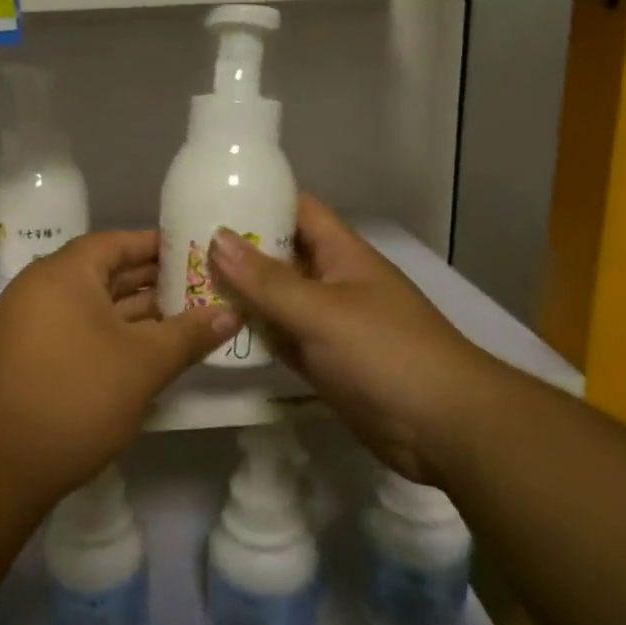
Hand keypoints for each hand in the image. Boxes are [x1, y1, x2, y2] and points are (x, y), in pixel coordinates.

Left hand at [0, 231, 235, 498]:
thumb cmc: (76, 397)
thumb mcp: (143, 364)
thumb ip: (189, 334)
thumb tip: (231, 313)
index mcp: (64, 273)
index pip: (118, 243)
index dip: (159, 246)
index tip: (197, 254)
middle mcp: (40, 288)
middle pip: (105, 273)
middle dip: (153, 282)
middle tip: (201, 289)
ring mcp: (28, 325)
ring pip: (92, 307)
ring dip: (135, 314)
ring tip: (184, 321)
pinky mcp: (26, 358)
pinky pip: (77, 331)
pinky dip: (110, 336)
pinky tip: (145, 354)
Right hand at [207, 196, 493, 480]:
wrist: (443, 428)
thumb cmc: (385, 352)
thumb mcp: (321, 310)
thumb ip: (267, 280)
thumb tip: (217, 238)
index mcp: (342, 254)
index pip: (298, 211)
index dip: (259, 199)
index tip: (210, 196)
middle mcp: (334, 282)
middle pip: (281, 256)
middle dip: (238, 250)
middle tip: (182, 246)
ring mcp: (329, 325)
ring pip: (277, 300)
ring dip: (241, 294)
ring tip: (186, 283)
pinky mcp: (324, 362)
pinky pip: (282, 338)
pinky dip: (255, 333)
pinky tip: (217, 331)